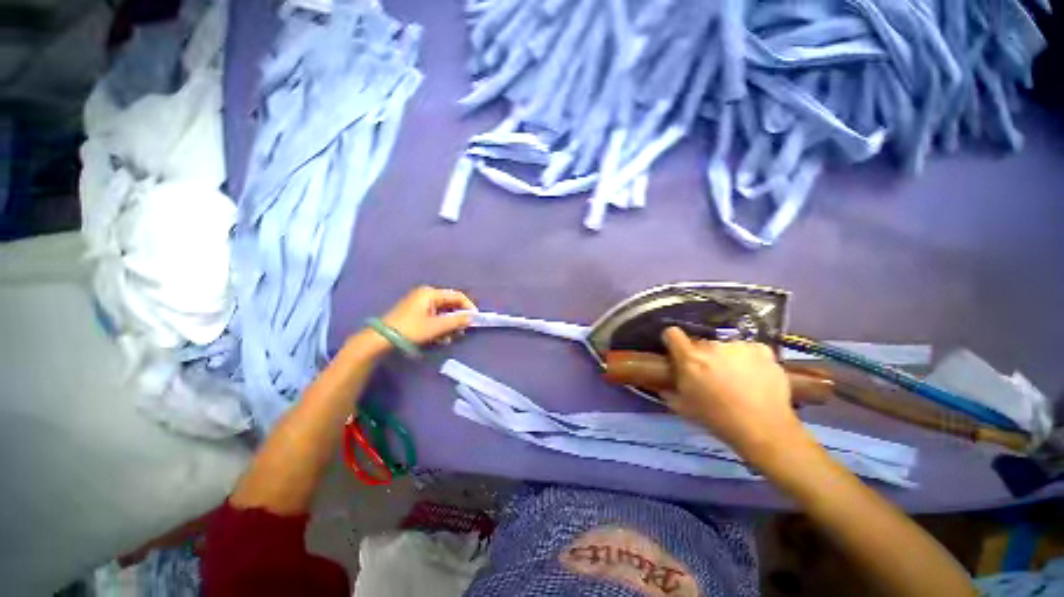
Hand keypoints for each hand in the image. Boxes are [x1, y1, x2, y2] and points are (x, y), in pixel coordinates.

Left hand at [381, 286, 476, 345]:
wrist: (381, 339)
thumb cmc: (411, 329)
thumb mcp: (437, 326)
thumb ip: (456, 321)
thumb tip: (472, 317)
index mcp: (431, 293)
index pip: (457, 296)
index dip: (468, 306)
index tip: (475, 319)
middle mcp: (426, 295)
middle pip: (450, 305)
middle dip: (457, 318)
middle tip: (462, 330)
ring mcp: (420, 304)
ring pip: (442, 313)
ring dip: (449, 325)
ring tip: (450, 337)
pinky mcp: (415, 314)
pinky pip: (434, 318)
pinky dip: (439, 327)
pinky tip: (440, 338)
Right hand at [661, 327, 805, 460]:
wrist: (764, 429)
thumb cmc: (718, 419)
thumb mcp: (684, 408)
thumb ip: (668, 391)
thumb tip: (661, 385)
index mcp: (689, 358)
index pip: (672, 333)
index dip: (672, 341)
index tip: (676, 351)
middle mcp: (711, 346)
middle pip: (700, 343)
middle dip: (702, 356)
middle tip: (711, 375)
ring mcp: (738, 346)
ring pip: (725, 347)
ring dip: (726, 358)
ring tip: (737, 379)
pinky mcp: (761, 349)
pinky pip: (748, 349)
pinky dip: (749, 359)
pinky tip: (755, 376)